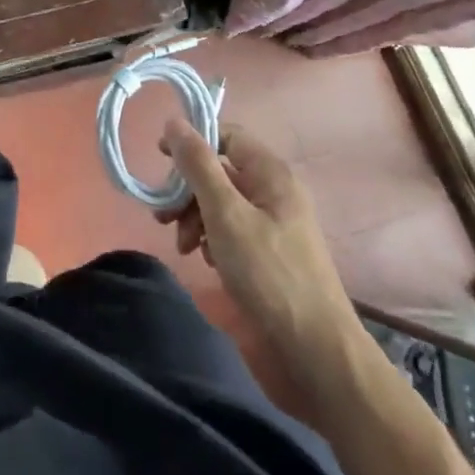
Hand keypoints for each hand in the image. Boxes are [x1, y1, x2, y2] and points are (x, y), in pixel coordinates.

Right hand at [159, 118, 361, 389]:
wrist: (314, 353)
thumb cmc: (269, 274)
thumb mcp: (225, 213)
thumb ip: (197, 165)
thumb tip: (173, 121)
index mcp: (270, 174)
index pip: (226, 136)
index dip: (192, 141)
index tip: (160, 159)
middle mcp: (273, 193)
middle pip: (219, 171)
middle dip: (187, 189)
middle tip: (163, 214)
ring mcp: (272, 226)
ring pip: (220, 203)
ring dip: (193, 217)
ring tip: (182, 245)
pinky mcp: (267, 256)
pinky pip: (230, 231)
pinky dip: (211, 239)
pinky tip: (205, 260)